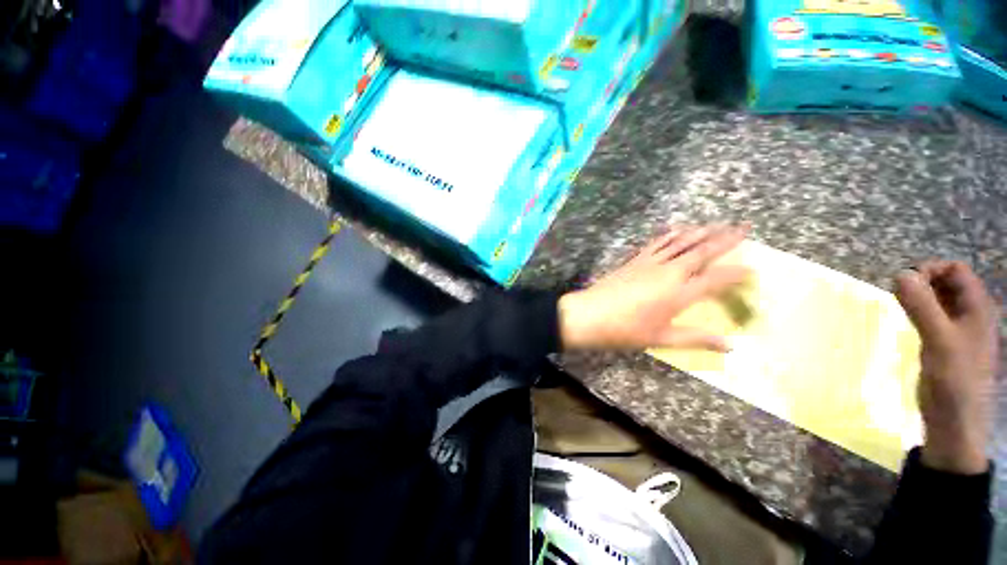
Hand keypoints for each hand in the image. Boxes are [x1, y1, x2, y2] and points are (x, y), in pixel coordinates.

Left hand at [559, 225, 750, 350]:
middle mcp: (668, 272)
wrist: (589, 315)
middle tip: (744, 228)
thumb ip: (696, 339)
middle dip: (725, 239)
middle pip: (701, 251)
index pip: (716, 279)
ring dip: (700, 232)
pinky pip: (657, 243)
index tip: (753, 270)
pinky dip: (670, 235)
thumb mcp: (662, 339)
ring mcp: (649, 263)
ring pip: (680, 242)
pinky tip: (676, 230)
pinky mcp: (634, 260)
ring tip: (715, 224)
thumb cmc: (625, 330)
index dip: (737, 274)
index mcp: (679, 293)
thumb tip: (730, 346)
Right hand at [895, 261, 999, 474]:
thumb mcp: (939, 341)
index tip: (905, 283)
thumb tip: (899, 274)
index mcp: (979, 309)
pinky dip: (918, 311)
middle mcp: (971, 314)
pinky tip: (907, 320)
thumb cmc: (954, 379)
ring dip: (918, 296)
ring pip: (939, 299)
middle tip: (899, 295)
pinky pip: (933, 316)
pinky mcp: (945, 342)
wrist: (954, 421)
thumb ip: (921, 306)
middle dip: (922, 282)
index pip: (956, 270)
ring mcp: (959, 329)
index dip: (931, 270)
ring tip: (900, 306)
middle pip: (948, 281)